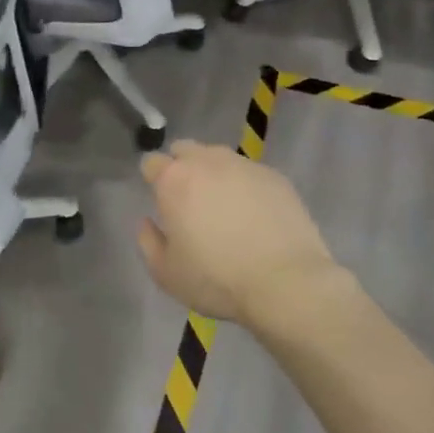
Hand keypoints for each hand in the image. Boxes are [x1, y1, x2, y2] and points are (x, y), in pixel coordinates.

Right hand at [136, 141, 346, 326]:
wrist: (286, 282)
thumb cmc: (217, 279)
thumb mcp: (166, 273)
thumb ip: (148, 242)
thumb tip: (147, 221)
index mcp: (174, 180)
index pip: (151, 162)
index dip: (152, 179)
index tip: (161, 202)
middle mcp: (206, 161)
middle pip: (185, 150)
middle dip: (181, 167)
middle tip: (190, 201)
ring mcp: (244, 165)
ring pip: (219, 157)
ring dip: (214, 174)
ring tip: (225, 207)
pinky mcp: (275, 176)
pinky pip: (250, 173)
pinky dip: (245, 186)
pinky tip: (255, 215)